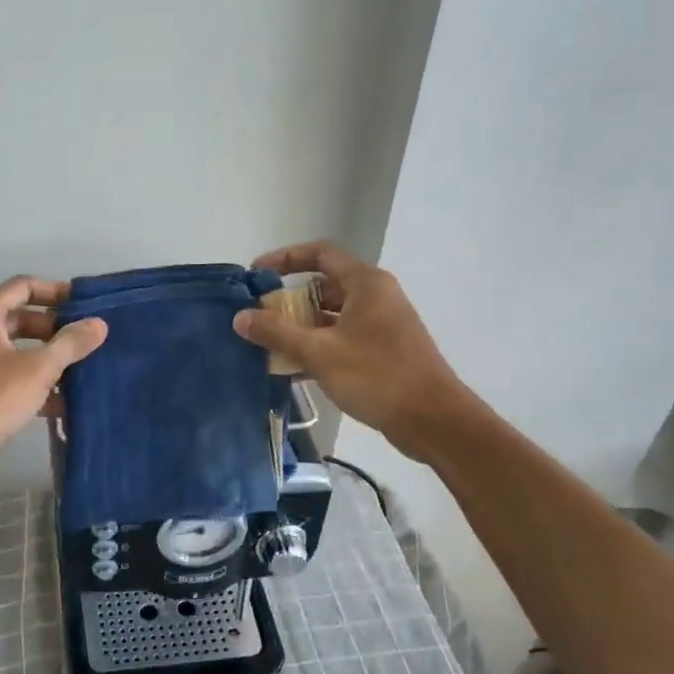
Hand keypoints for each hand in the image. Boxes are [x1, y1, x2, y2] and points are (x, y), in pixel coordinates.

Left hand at [0, 276, 107, 470]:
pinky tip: (57, 405)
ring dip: (43, 360)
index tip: (85, 305)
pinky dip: (27, 384)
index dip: (56, 292)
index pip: (23, 287)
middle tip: (84, 343)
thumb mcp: (38, 368)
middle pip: (17, 319)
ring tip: (78, 374)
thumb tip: (99, 323)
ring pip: (10, 351)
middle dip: (53, 331)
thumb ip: (70, 344)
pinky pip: (1, 377)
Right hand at [233, 241, 473, 445]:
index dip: (285, 258)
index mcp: (366, 284)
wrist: (433, 420)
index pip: (320, 253)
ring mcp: (382, 325)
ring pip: (332, 316)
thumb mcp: (320, 353)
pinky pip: (342, 338)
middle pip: (324, 286)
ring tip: (269, 345)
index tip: (256, 274)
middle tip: (259, 318)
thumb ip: (277, 333)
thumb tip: (240, 317)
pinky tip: (293, 370)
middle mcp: (376, 296)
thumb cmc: (377, 376)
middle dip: (289, 300)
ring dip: (301, 327)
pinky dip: (317, 346)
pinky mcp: (383, 351)